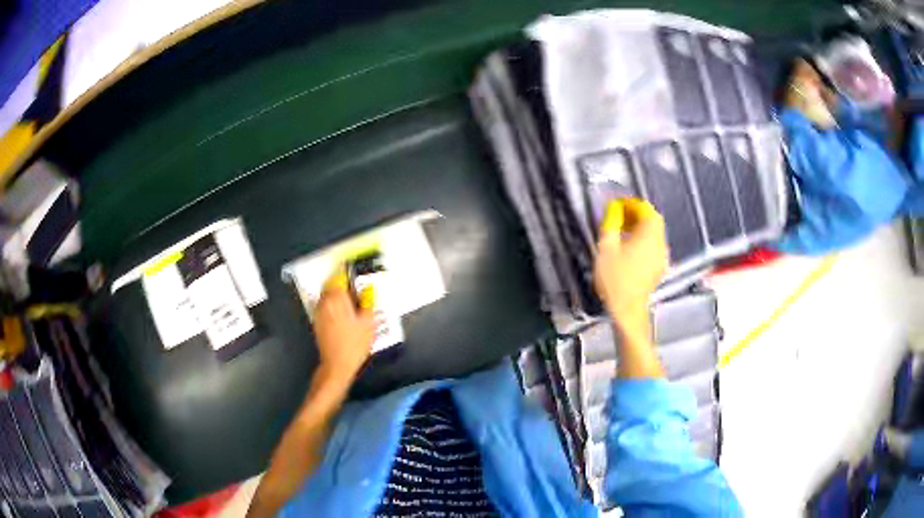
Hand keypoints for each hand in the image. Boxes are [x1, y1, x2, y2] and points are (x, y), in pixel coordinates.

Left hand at [312, 268, 374, 382]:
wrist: (337, 365)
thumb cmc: (354, 344)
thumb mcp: (368, 323)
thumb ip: (368, 302)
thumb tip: (368, 289)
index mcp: (336, 298)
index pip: (340, 276)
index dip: (350, 274)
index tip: (358, 275)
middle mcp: (324, 301)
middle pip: (332, 284)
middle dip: (344, 285)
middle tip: (358, 293)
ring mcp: (318, 311)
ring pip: (327, 295)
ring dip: (338, 295)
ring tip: (352, 305)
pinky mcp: (317, 321)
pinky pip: (325, 306)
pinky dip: (333, 306)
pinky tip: (344, 317)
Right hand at [593, 199, 667, 320]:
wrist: (627, 310)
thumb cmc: (616, 280)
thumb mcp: (606, 248)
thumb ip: (611, 223)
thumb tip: (613, 209)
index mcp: (649, 235)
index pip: (645, 208)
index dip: (630, 203)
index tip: (617, 205)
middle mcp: (660, 243)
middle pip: (652, 219)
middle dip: (636, 214)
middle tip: (618, 217)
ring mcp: (662, 256)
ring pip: (654, 233)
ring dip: (640, 227)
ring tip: (622, 232)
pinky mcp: (660, 267)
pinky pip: (654, 246)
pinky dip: (643, 240)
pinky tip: (629, 249)